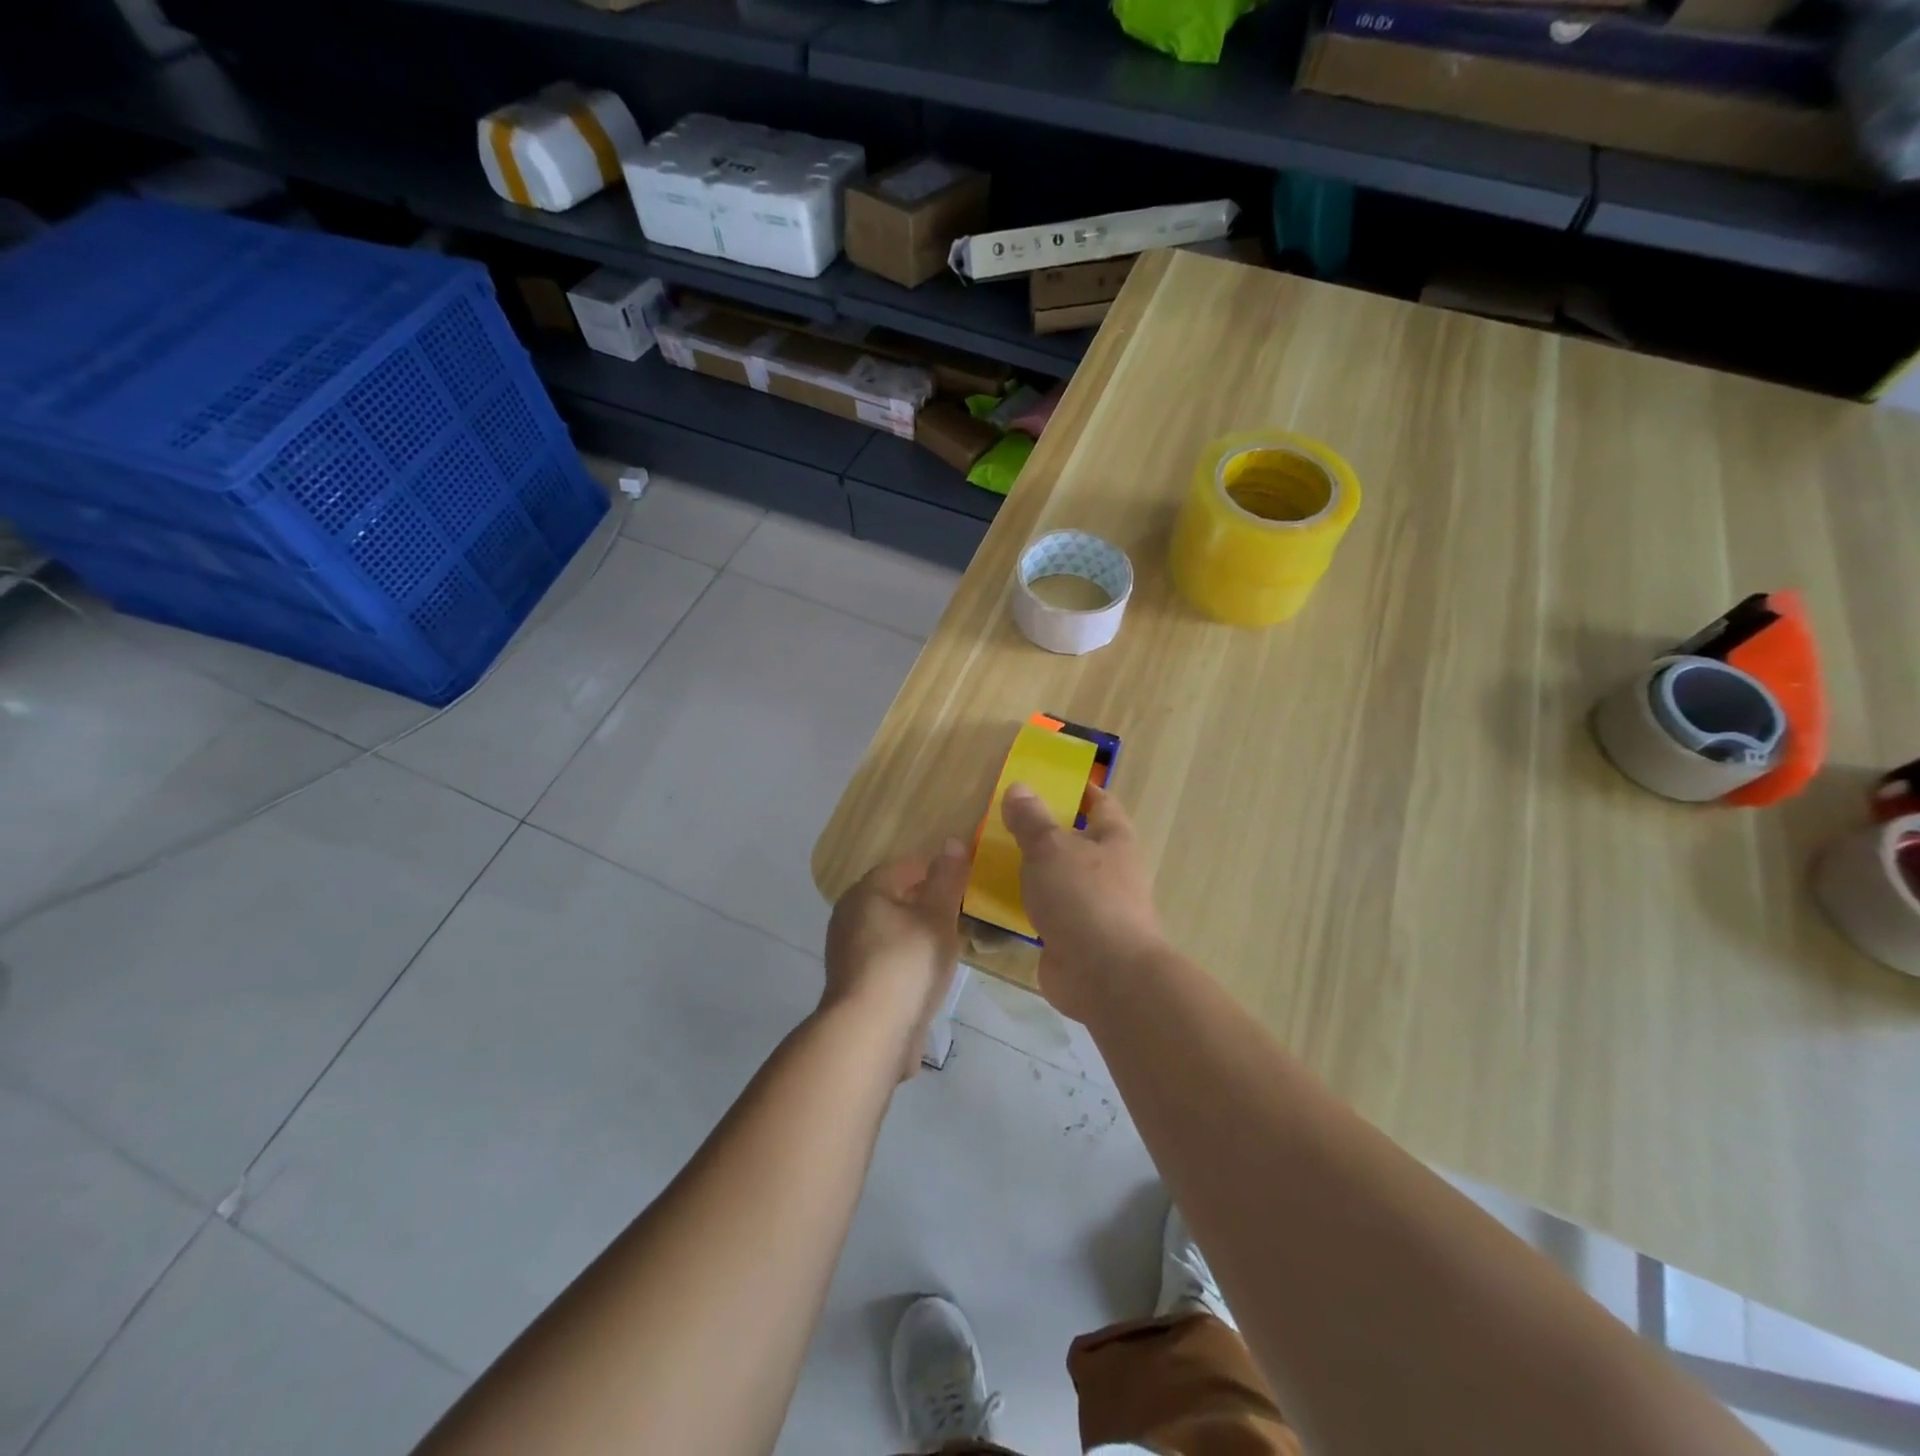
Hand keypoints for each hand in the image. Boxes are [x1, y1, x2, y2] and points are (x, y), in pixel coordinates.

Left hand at [823, 840, 969, 1079]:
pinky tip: (927, 975)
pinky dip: (906, 960)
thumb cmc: (907, 963)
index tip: (960, 882)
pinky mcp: (853, 984)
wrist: (870, 1033)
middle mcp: (849, 916)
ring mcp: (847, 952)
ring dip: (916, 933)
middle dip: (924, 902)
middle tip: (957, 913)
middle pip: (893, 897)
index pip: (903, 866)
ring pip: (889, 930)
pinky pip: (885, 959)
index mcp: (865, 892)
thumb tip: (952, 841)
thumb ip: (947, 878)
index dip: (933, 869)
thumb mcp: (937, 916)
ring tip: (947, 944)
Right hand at [1000, 784, 1166, 1020]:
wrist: (1104, 976)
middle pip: (1077, 843)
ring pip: (1059, 880)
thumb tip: (1018, 787)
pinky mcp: (1075, 939)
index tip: (1048, 782)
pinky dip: (1027, 907)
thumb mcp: (1050, 848)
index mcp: (1114, 840)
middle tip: (1005, 822)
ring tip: (993, 859)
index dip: (1078, 790)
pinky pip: (1047, 913)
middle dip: (1046, 833)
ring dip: (1034, 872)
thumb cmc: (1083, 897)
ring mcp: (1093, 908)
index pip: (1100, 804)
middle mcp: (1109, 871)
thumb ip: (1031, 819)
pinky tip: (997, 902)